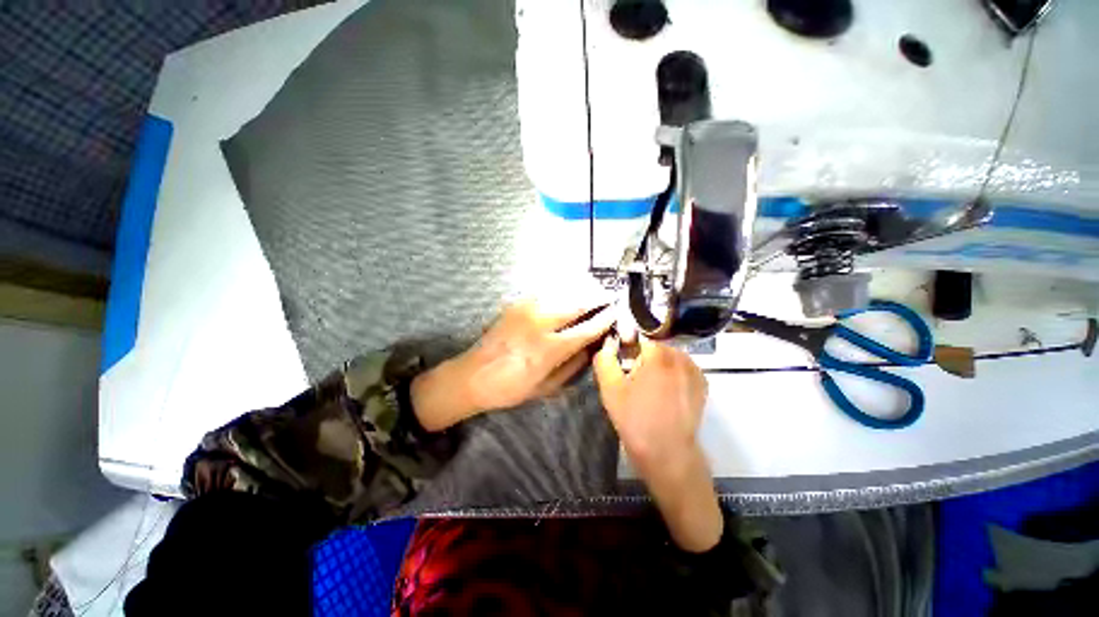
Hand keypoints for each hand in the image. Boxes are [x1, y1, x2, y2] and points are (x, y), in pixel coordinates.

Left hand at [412, 299, 614, 431]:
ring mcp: (526, 311)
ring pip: (561, 292)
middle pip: (576, 304)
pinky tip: (568, 290)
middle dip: (596, 297)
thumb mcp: (546, 387)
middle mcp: (539, 325)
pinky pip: (545, 292)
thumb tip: (591, 347)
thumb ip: (572, 366)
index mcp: (548, 350)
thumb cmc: (511, 388)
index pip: (585, 329)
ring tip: (593, 289)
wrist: (472, 375)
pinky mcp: (516, 305)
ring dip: (581, 289)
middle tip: (608, 296)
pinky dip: (561, 289)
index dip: (603, 320)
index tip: (615, 312)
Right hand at [594, 335, 721, 552]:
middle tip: (632, 374)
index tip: (621, 355)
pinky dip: (671, 371)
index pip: (641, 332)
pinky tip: (663, 391)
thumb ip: (604, 359)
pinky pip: (682, 367)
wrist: (668, 455)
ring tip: (647, 385)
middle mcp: (681, 356)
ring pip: (670, 355)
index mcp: (659, 354)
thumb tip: (607, 342)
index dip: (628, 341)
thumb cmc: (635, 420)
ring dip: (658, 362)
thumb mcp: (610, 389)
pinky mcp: (702, 385)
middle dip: (642, 353)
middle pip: (656, 343)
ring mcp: (695, 370)